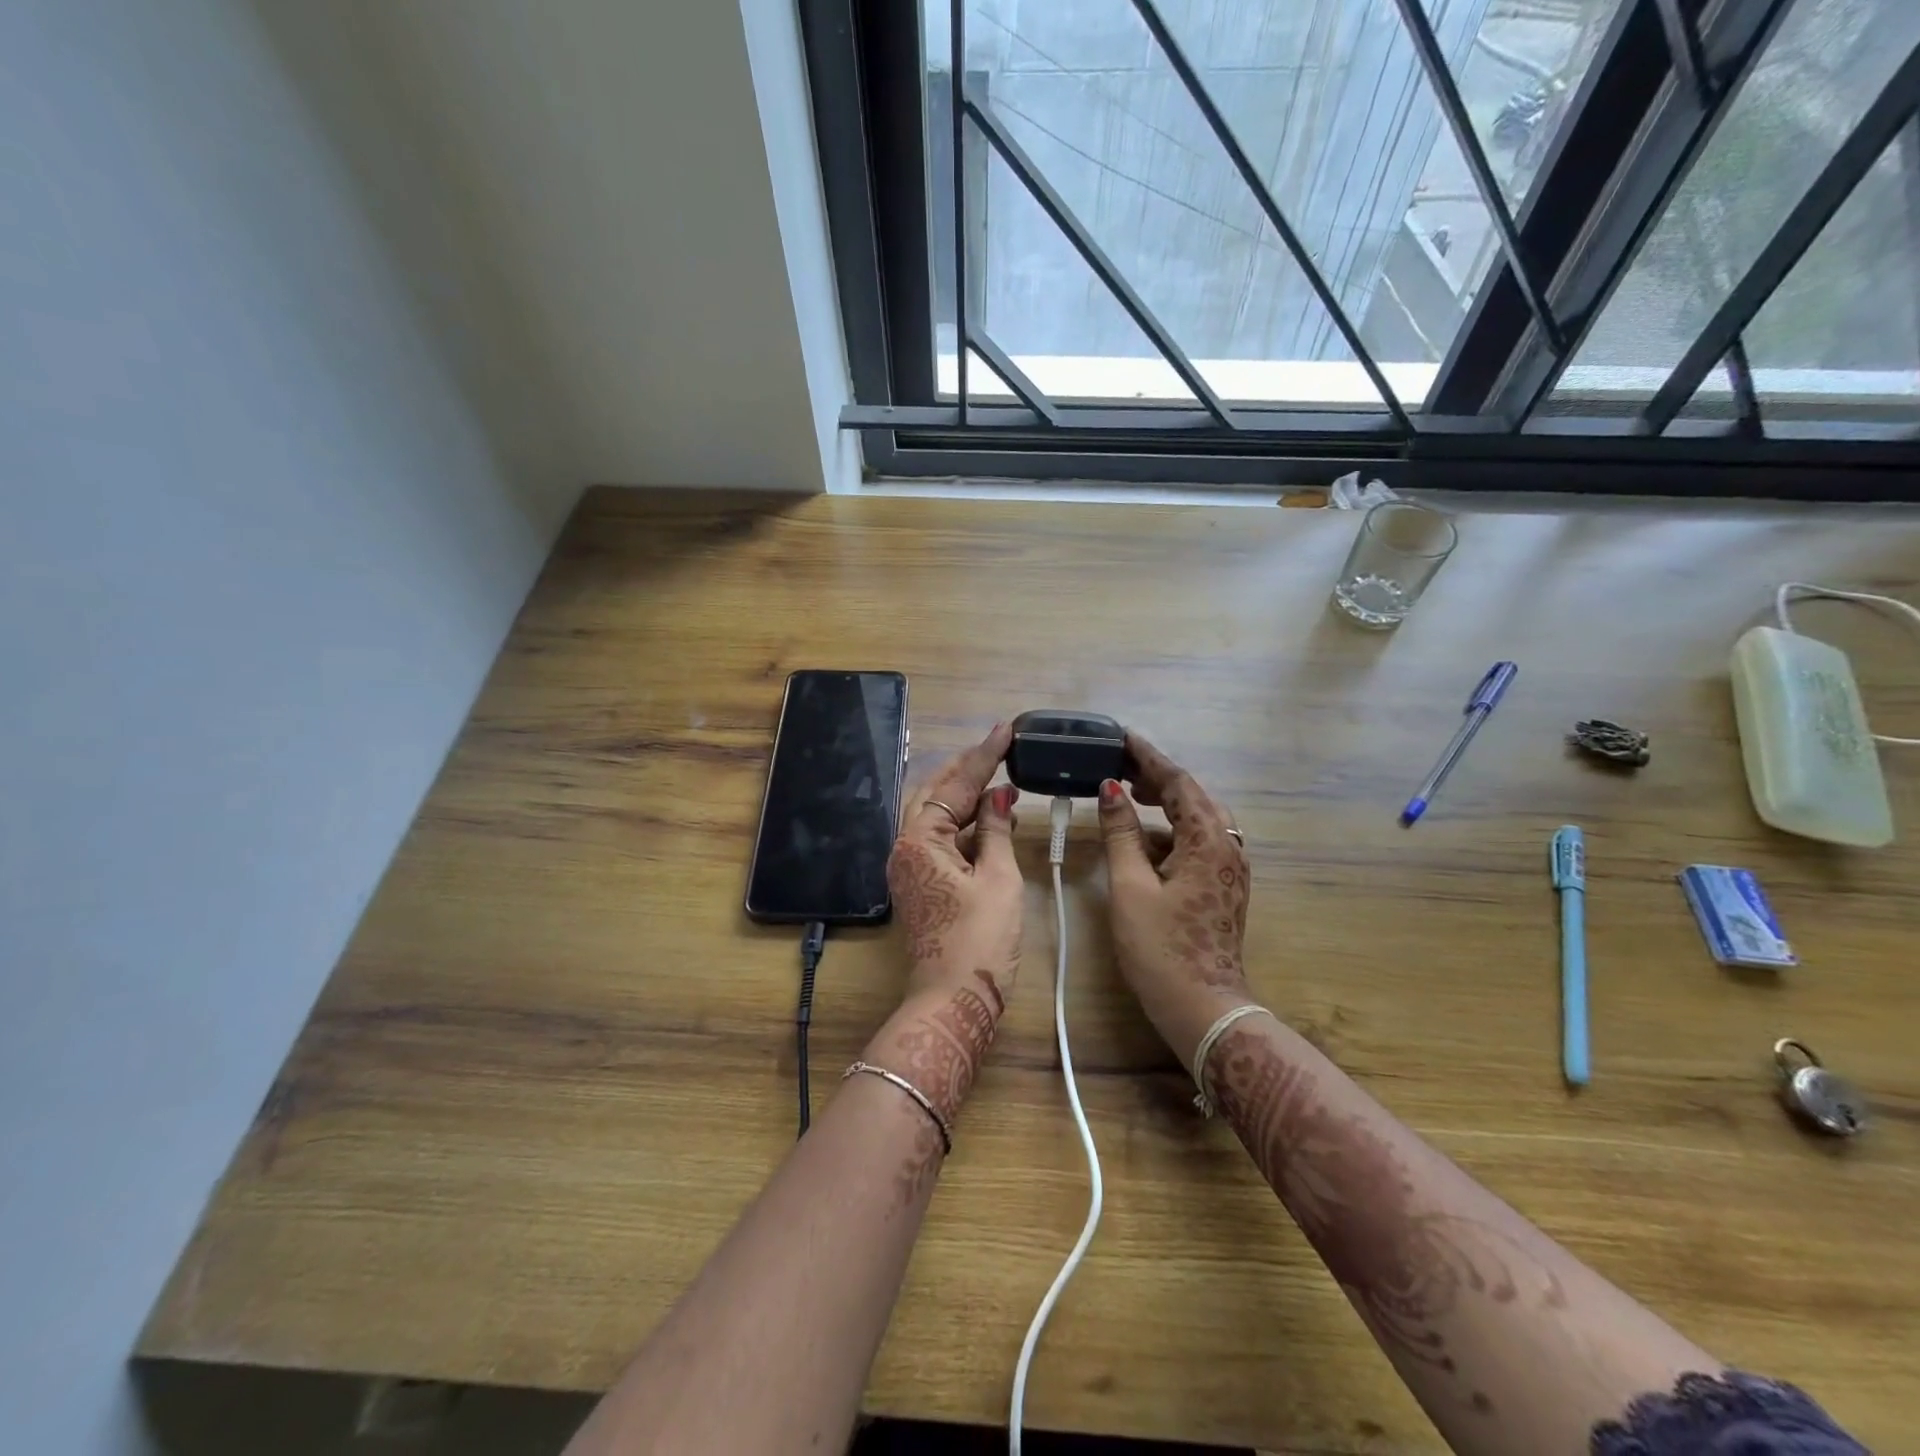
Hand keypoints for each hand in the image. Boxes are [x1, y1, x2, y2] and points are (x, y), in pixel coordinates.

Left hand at [886, 722, 1021, 1017]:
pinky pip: (939, 840)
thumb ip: (996, 831)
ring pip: (935, 816)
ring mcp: (909, 868)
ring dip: (966, 798)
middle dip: (966, 770)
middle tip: (999, 751)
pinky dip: (965, 826)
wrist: (953, 1000)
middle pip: (934, 793)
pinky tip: (992, 822)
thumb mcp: (998, 879)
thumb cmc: (980, 940)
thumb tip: (999, 796)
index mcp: (920, 840)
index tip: (1006, 730)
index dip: (984, 756)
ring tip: (1001, 782)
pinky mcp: (919, 885)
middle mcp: (905, 847)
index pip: (956, 785)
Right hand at [1097, 731, 1252, 1066]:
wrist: (1202, 1008)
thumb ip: (1121, 832)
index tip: (1123, 737)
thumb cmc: (1162, 947)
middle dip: (1157, 777)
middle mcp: (1227, 846)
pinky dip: (1169, 831)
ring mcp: (1228, 868)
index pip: (1179, 782)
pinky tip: (1141, 840)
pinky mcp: (1222, 886)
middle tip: (1119, 765)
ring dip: (1164, 804)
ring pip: (1196, 820)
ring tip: (1126, 794)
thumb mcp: (1131, 886)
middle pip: (1193, 796)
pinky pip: (1197, 842)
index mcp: (1209, 840)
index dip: (1149, 757)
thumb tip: (1110, 789)